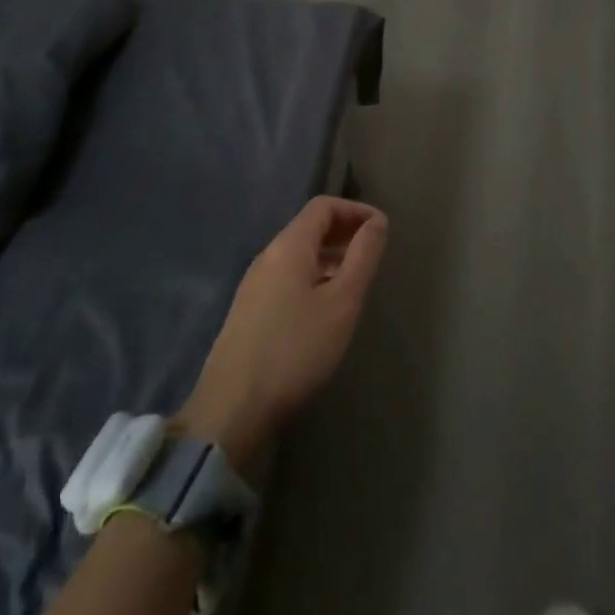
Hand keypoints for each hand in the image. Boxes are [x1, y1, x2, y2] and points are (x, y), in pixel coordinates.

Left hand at [177, 196, 386, 468]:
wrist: (232, 408)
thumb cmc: (296, 349)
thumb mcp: (342, 302)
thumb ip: (363, 256)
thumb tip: (377, 221)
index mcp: (288, 246)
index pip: (323, 206)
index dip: (355, 209)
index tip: (382, 228)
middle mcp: (267, 256)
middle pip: (309, 227)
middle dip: (344, 231)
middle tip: (373, 252)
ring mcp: (254, 285)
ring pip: (299, 254)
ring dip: (330, 256)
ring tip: (356, 281)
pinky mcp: (249, 311)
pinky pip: (288, 277)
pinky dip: (314, 276)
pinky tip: (326, 308)